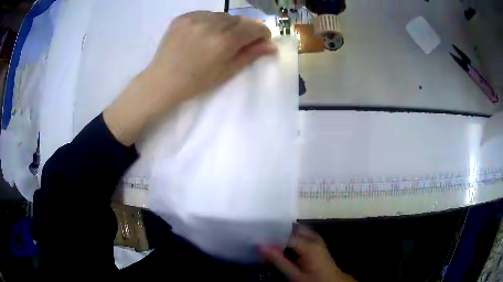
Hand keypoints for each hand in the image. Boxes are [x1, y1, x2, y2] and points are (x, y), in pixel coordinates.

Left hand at [146, 11, 275, 112]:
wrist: (163, 81)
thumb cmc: (196, 82)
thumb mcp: (227, 72)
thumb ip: (250, 55)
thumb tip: (272, 46)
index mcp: (223, 42)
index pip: (253, 28)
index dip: (262, 32)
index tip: (262, 39)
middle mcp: (210, 25)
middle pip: (239, 19)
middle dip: (244, 29)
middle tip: (239, 41)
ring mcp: (194, 19)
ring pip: (222, 15)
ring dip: (227, 24)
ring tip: (218, 38)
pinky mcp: (182, 17)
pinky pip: (205, 14)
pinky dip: (210, 21)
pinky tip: (204, 33)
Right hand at [260, 228, 356, 281]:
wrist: (332, 281)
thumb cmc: (314, 280)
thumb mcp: (294, 275)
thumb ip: (278, 260)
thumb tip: (260, 247)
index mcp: (309, 245)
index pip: (286, 234)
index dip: (271, 235)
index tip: (257, 237)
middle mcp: (313, 237)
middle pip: (291, 228)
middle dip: (277, 232)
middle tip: (261, 236)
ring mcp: (316, 238)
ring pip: (296, 230)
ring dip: (283, 234)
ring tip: (268, 239)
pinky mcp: (316, 242)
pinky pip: (301, 234)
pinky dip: (290, 238)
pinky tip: (281, 244)